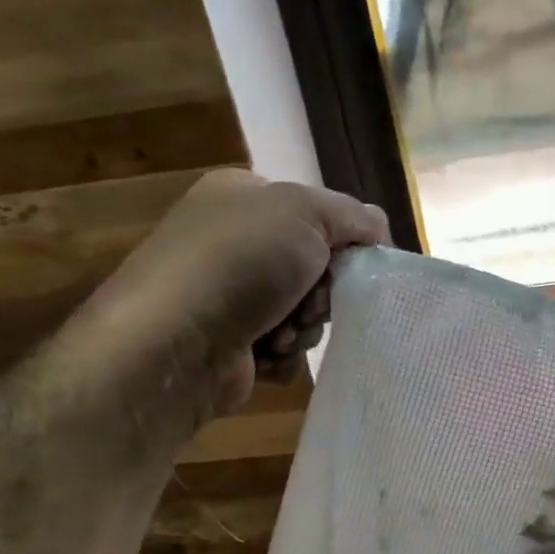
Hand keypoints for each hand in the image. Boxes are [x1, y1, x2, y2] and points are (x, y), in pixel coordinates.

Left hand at [66, 168, 388, 427]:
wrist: (175, 342)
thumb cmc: (240, 263)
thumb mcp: (305, 212)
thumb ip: (352, 215)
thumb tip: (378, 228)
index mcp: (245, 198)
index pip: (318, 216)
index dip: (343, 243)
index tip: (352, 266)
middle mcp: (234, 243)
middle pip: (316, 270)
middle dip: (321, 294)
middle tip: (308, 304)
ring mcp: (230, 296)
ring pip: (304, 315)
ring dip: (303, 329)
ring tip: (279, 334)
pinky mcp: (231, 345)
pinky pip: (284, 350)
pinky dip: (283, 355)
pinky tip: (264, 354)